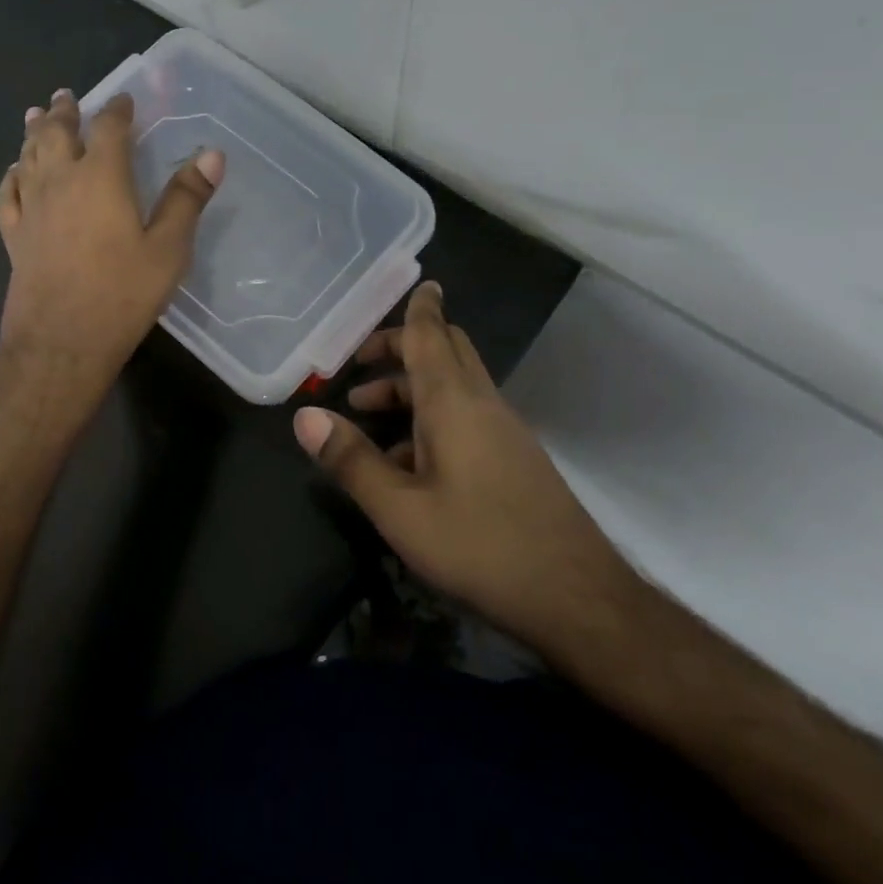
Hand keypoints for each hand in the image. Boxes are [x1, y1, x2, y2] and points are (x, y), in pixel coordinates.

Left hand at [0, 88, 223, 386]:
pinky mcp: (15, 234)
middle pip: (57, 133)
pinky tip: (14, 170)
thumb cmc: (122, 293)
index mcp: (101, 177)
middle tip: (65, 95)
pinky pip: (9, 192)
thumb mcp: (168, 248)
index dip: (117, 110)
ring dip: (33, 132)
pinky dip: (12, 174)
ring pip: (28, 156)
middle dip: (64, 112)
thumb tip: (212, 153)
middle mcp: (60, 181)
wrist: (61, 341)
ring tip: (35, 115)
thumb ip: (187, 198)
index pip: (108, 128)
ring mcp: (32, 207)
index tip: (123, 100)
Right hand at [293, 282, 642, 662]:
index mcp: (453, 403)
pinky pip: (466, 416)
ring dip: (411, 386)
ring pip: (454, 386)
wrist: (578, 599)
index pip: (433, 335)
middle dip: (403, 346)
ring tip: (365, 413)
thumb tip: (304, 416)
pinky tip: (406, 463)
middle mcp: (482, 404)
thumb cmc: (481, 546)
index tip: (414, 283)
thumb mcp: (400, 510)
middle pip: (446, 351)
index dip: (419, 307)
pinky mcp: (514, 459)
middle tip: (360, 363)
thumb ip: (351, 461)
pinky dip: (431, 417)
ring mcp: (504, 432)